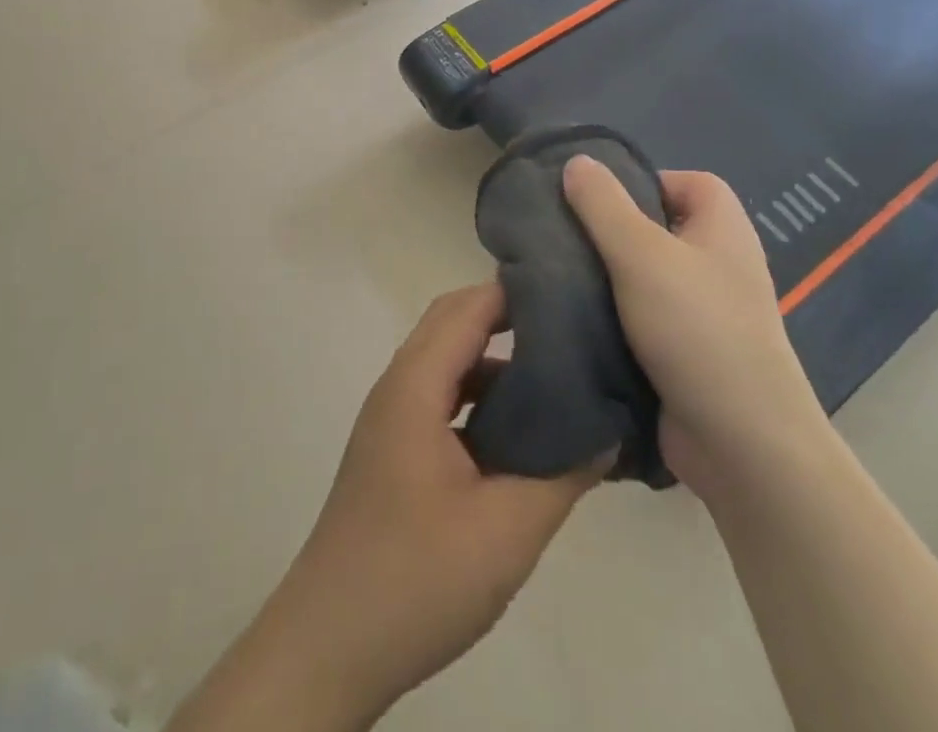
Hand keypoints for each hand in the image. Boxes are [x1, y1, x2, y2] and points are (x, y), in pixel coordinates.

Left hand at [265, 284, 604, 722]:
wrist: (330, 645)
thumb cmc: (416, 577)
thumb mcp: (506, 529)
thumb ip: (563, 474)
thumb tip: (608, 432)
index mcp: (415, 386)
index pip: (467, 309)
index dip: (515, 293)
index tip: (570, 294)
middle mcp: (397, 388)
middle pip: (452, 325)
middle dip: (507, 318)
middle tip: (569, 329)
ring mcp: (390, 420)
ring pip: (446, 364)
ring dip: (493, 361)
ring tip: (554, 377)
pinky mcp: (392, 451)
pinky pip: (440, 398)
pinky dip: (479, 397)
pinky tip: (517, 433)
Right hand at [562, 158, 824, 496]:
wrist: (742, 443)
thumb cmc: (697, 328)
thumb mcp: (641, 254)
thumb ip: (604, 205)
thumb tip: (576, 161)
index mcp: (722, 227)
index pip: (682, 181)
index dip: (641, 182)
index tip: (593, 201)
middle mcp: (719, 262)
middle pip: (658, 227)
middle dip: (611, 231)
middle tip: (563, 238)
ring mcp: (705, 310)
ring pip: (644, 275)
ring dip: (605, 277)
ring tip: (557, 276)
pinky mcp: (686, 351)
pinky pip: (643, 316)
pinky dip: (613, 316)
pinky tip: (574, 319)